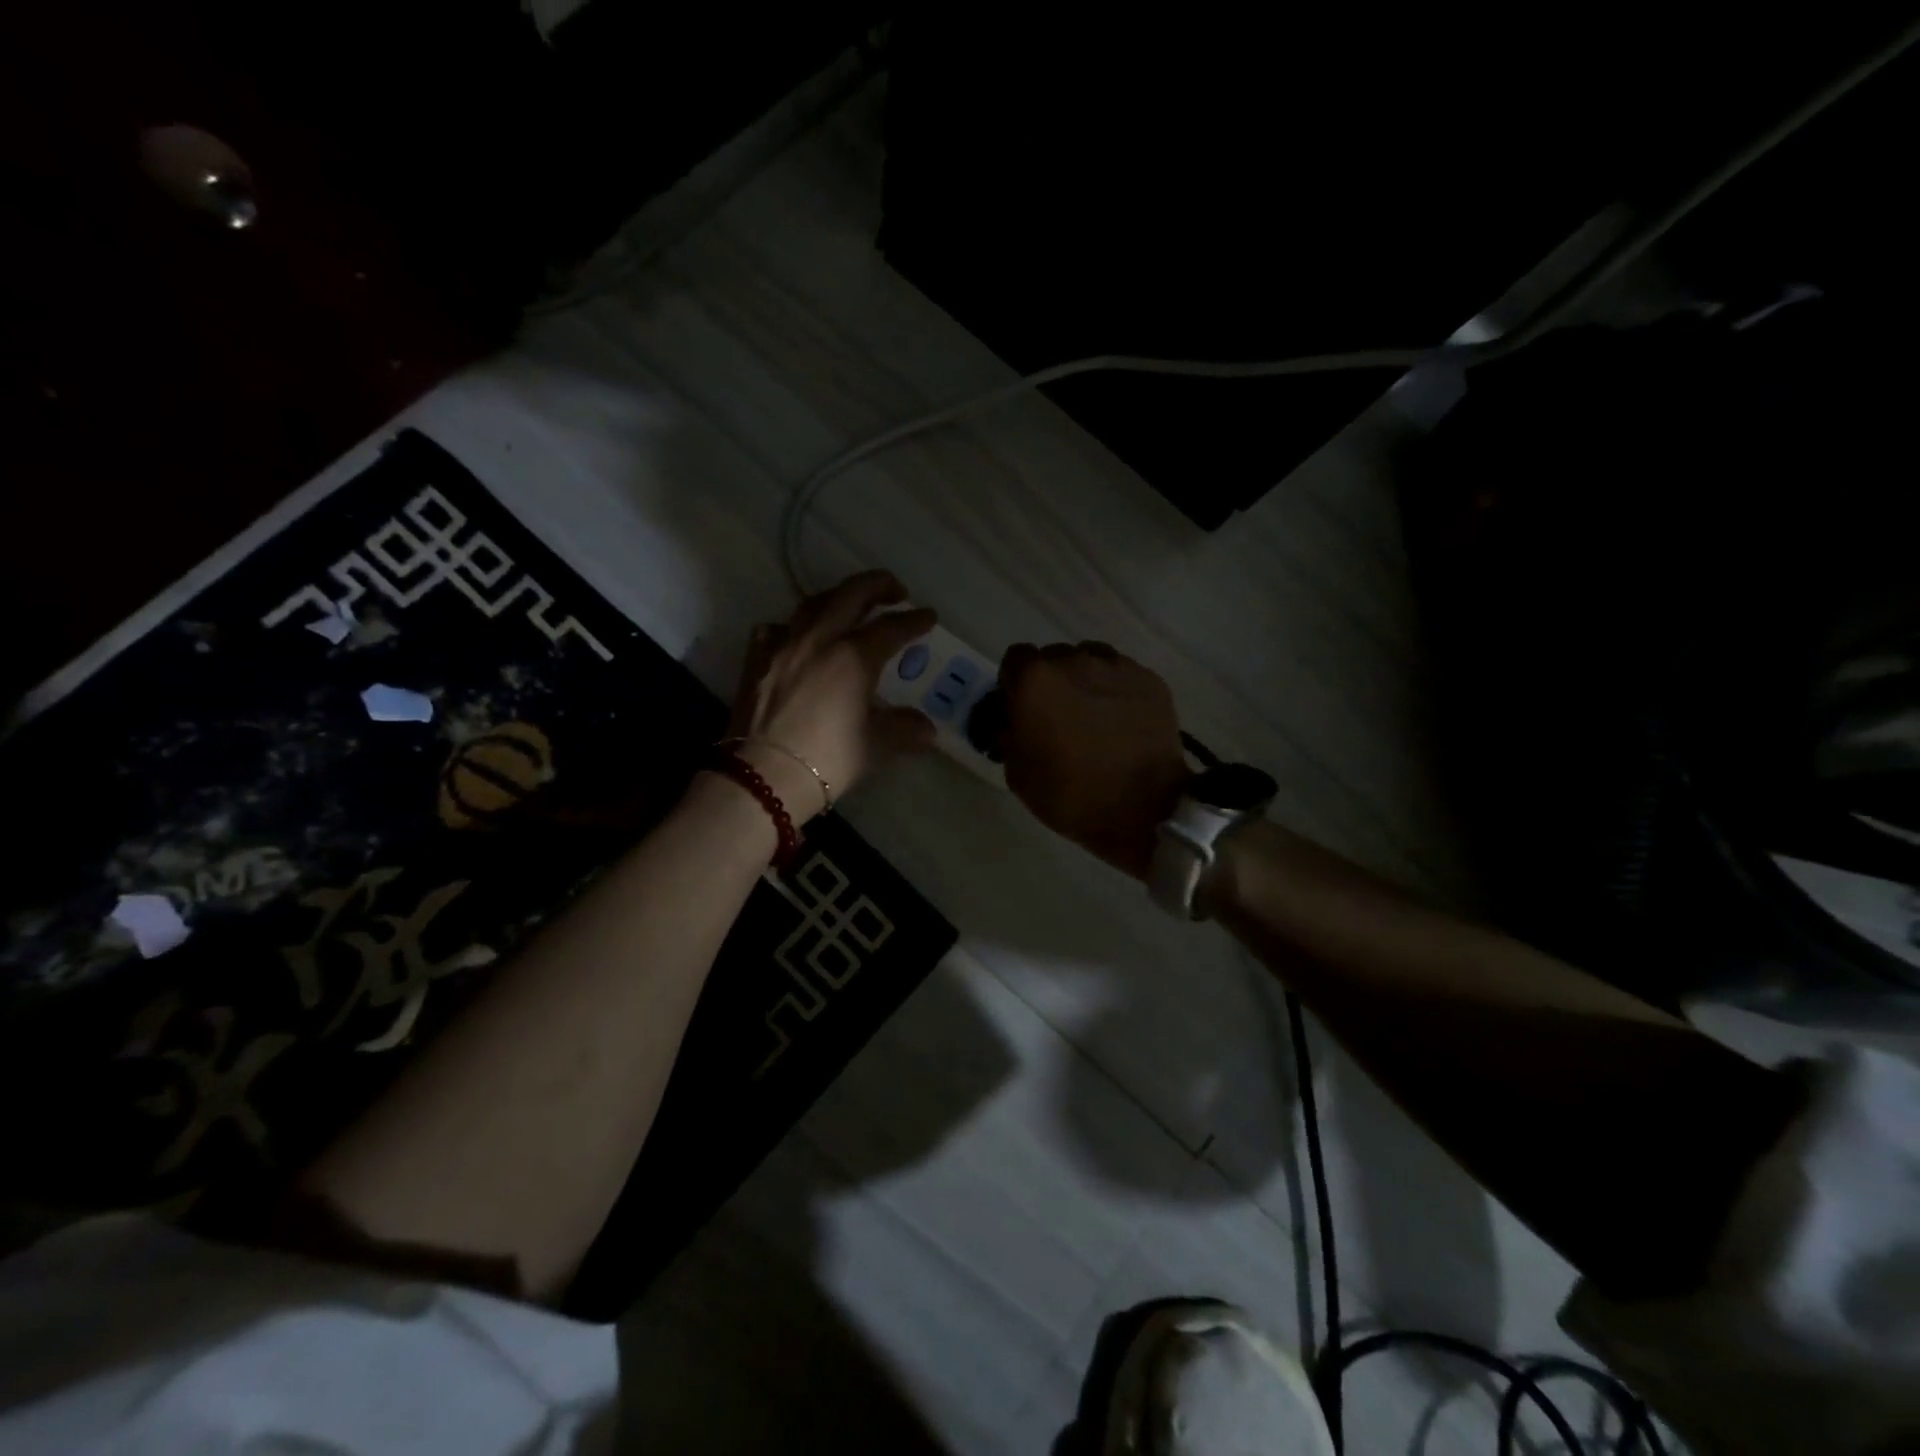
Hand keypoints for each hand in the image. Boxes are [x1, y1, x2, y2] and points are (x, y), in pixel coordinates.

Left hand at [725, 571, 937, 822]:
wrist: (764, 776)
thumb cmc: (828, 759)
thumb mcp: (875, 745)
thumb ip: (904, 729)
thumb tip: (927, 730)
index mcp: (854, 656)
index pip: (892, 627)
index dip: (915, 620)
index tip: (929, 617)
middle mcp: (819, 640)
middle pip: (851, 594)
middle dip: (878, 585)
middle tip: (896, 590)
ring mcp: (783, 646)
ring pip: (813, 604)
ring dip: (838, 597)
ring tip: (850, 605)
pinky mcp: (756, 660)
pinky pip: (776, 629)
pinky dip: (794, 626)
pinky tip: (800, 638)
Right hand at [999, 642, 1190, 879]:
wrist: (1142, 810)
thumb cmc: (1069, 795)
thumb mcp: (1016, 773)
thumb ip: (1008, 733)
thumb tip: (1014, 720)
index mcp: (1034, 680)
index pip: (1015, 659)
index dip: (1015, 684)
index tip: (1022, 708)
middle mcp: (1073, 661)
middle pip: (1054, 657)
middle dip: (1051, 681)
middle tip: (1059, 715)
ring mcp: (1115, 667)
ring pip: (1090, 660)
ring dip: (1084, 681)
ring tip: (1094, 715)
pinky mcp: (1149, 679)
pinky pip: (1122, 674)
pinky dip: (1116, 691)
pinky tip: (1122, 720)